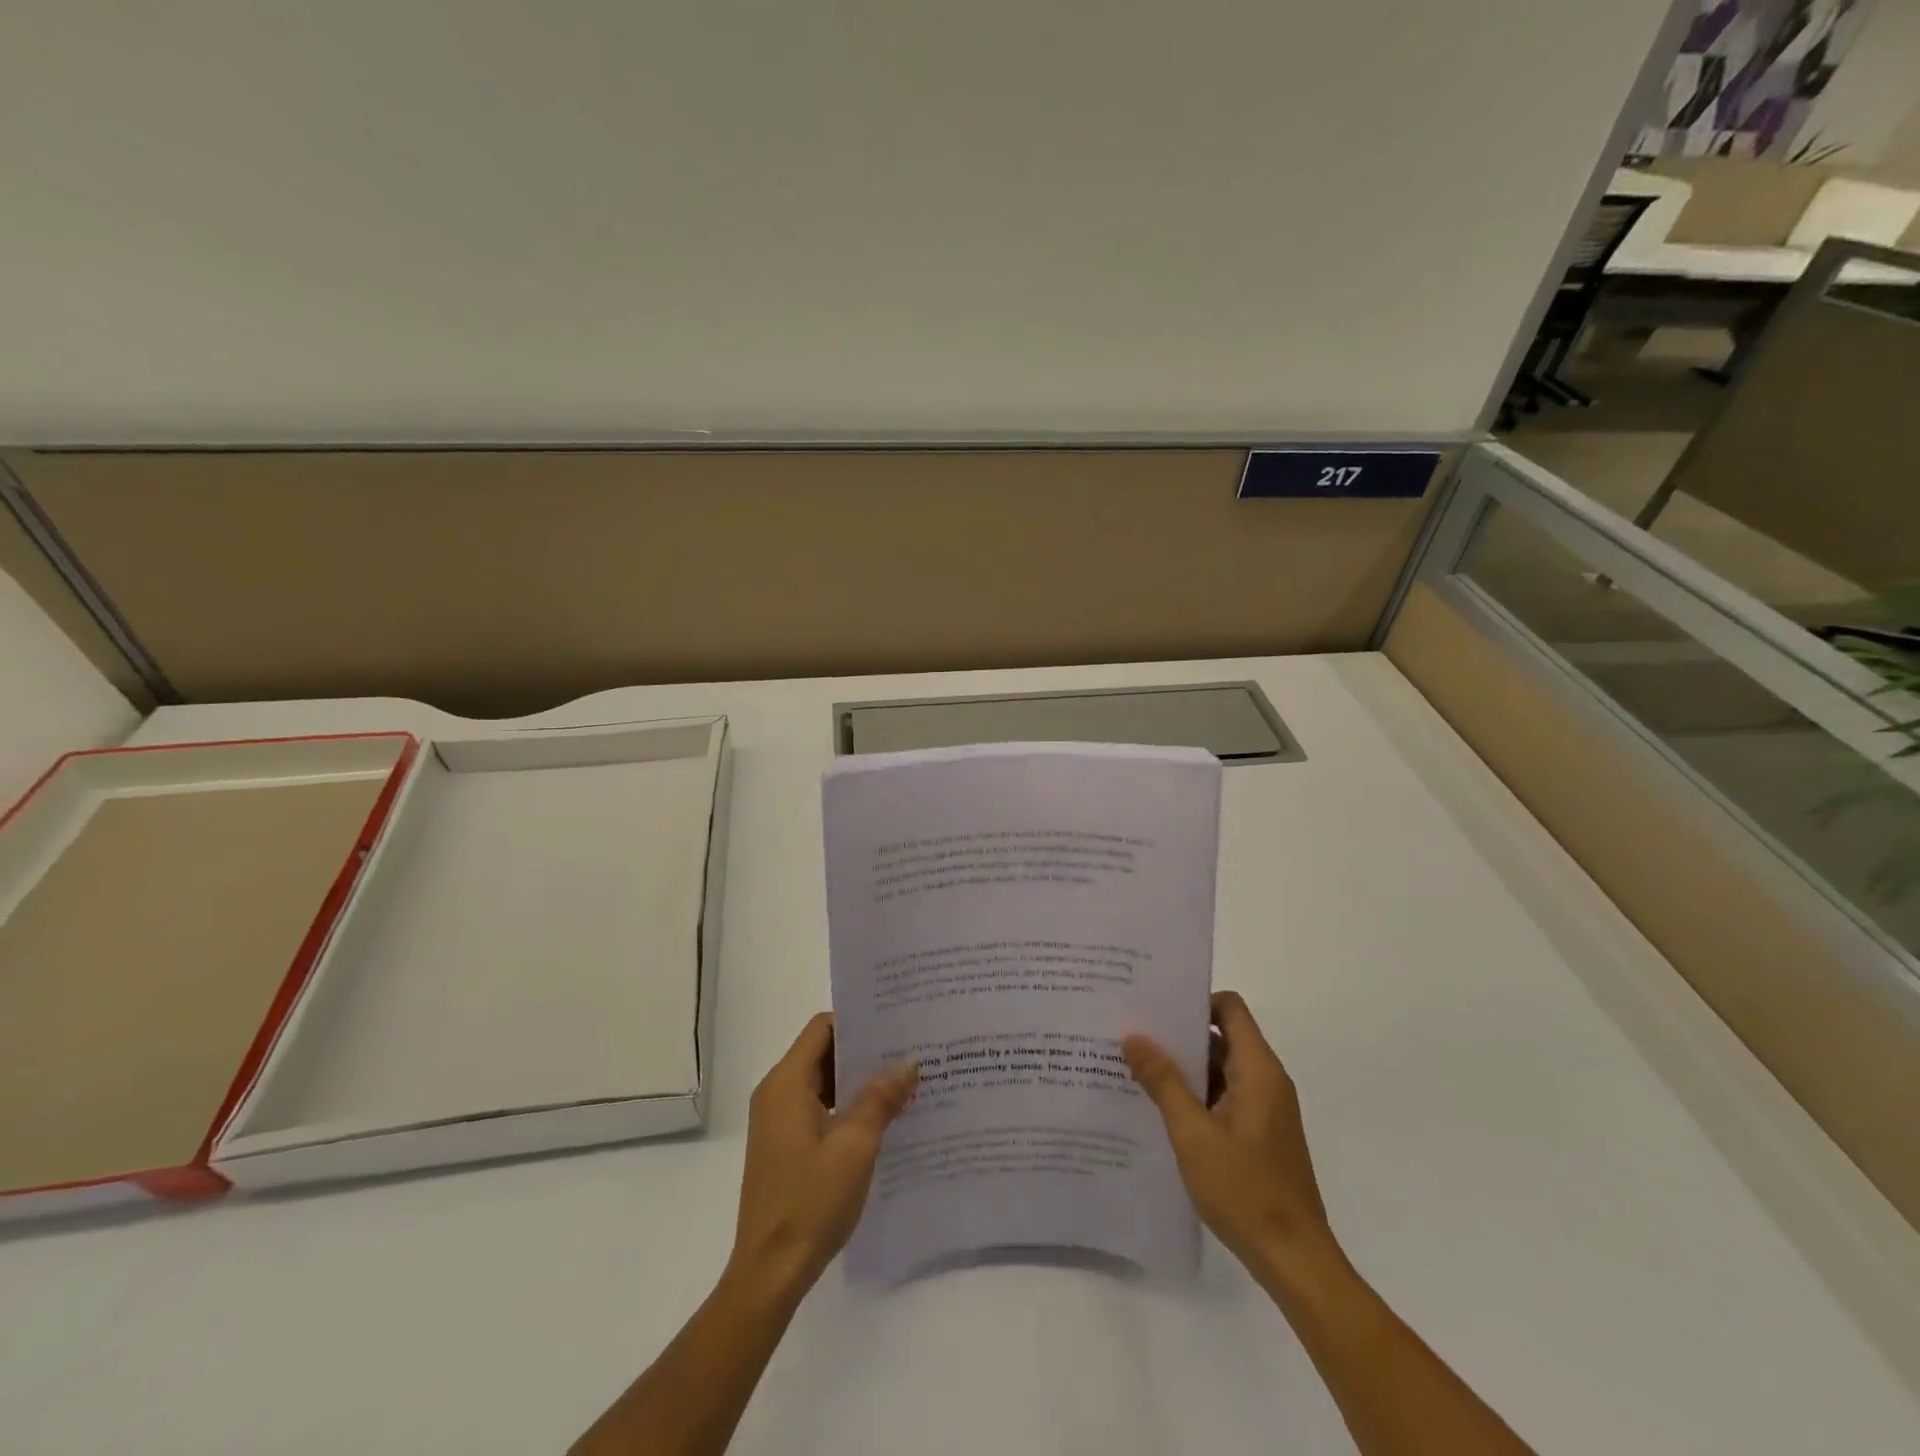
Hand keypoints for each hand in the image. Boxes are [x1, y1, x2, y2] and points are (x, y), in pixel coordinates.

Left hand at [729, 1013, 917, 1299]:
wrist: (770, 1273)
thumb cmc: (810, 1201)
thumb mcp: (855, 1146)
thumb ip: (880, 1098)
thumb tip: (907, 1063)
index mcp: (786, 1083)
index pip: (823, 1027)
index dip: (857, 1022)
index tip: (895, 1025)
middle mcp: (777, 1093)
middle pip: (822, 1051)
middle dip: (863, 1051)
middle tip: (908, 1051)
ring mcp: (778, 1121)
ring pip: (822, 1081)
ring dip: (858, 1081)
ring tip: (903, 1082)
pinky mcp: (784, 1145)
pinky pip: (818, 1107)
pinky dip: (846, 1106)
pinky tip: (882, 1118)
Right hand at [1123, 991, 1338, 1287]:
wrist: (1294, 1260)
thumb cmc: (1244, 1190)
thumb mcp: (1192, 1133)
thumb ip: (1163, 1081)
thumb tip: (1134, 1036)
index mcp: (1258, 1070)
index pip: (1230, 1008)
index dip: (1195, 1000)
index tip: (1155, 1006)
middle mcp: (1266, 1080)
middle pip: (1223, 1036)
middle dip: (1179, 1034)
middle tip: (1133, 1034)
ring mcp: (1265, 1109)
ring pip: (1221, 1068)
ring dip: (1185, 1067)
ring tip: (1136, 1068)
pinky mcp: (1260, 1133)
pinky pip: (1224, 1096)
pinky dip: (1196, 1094)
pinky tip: (1160, 1108)